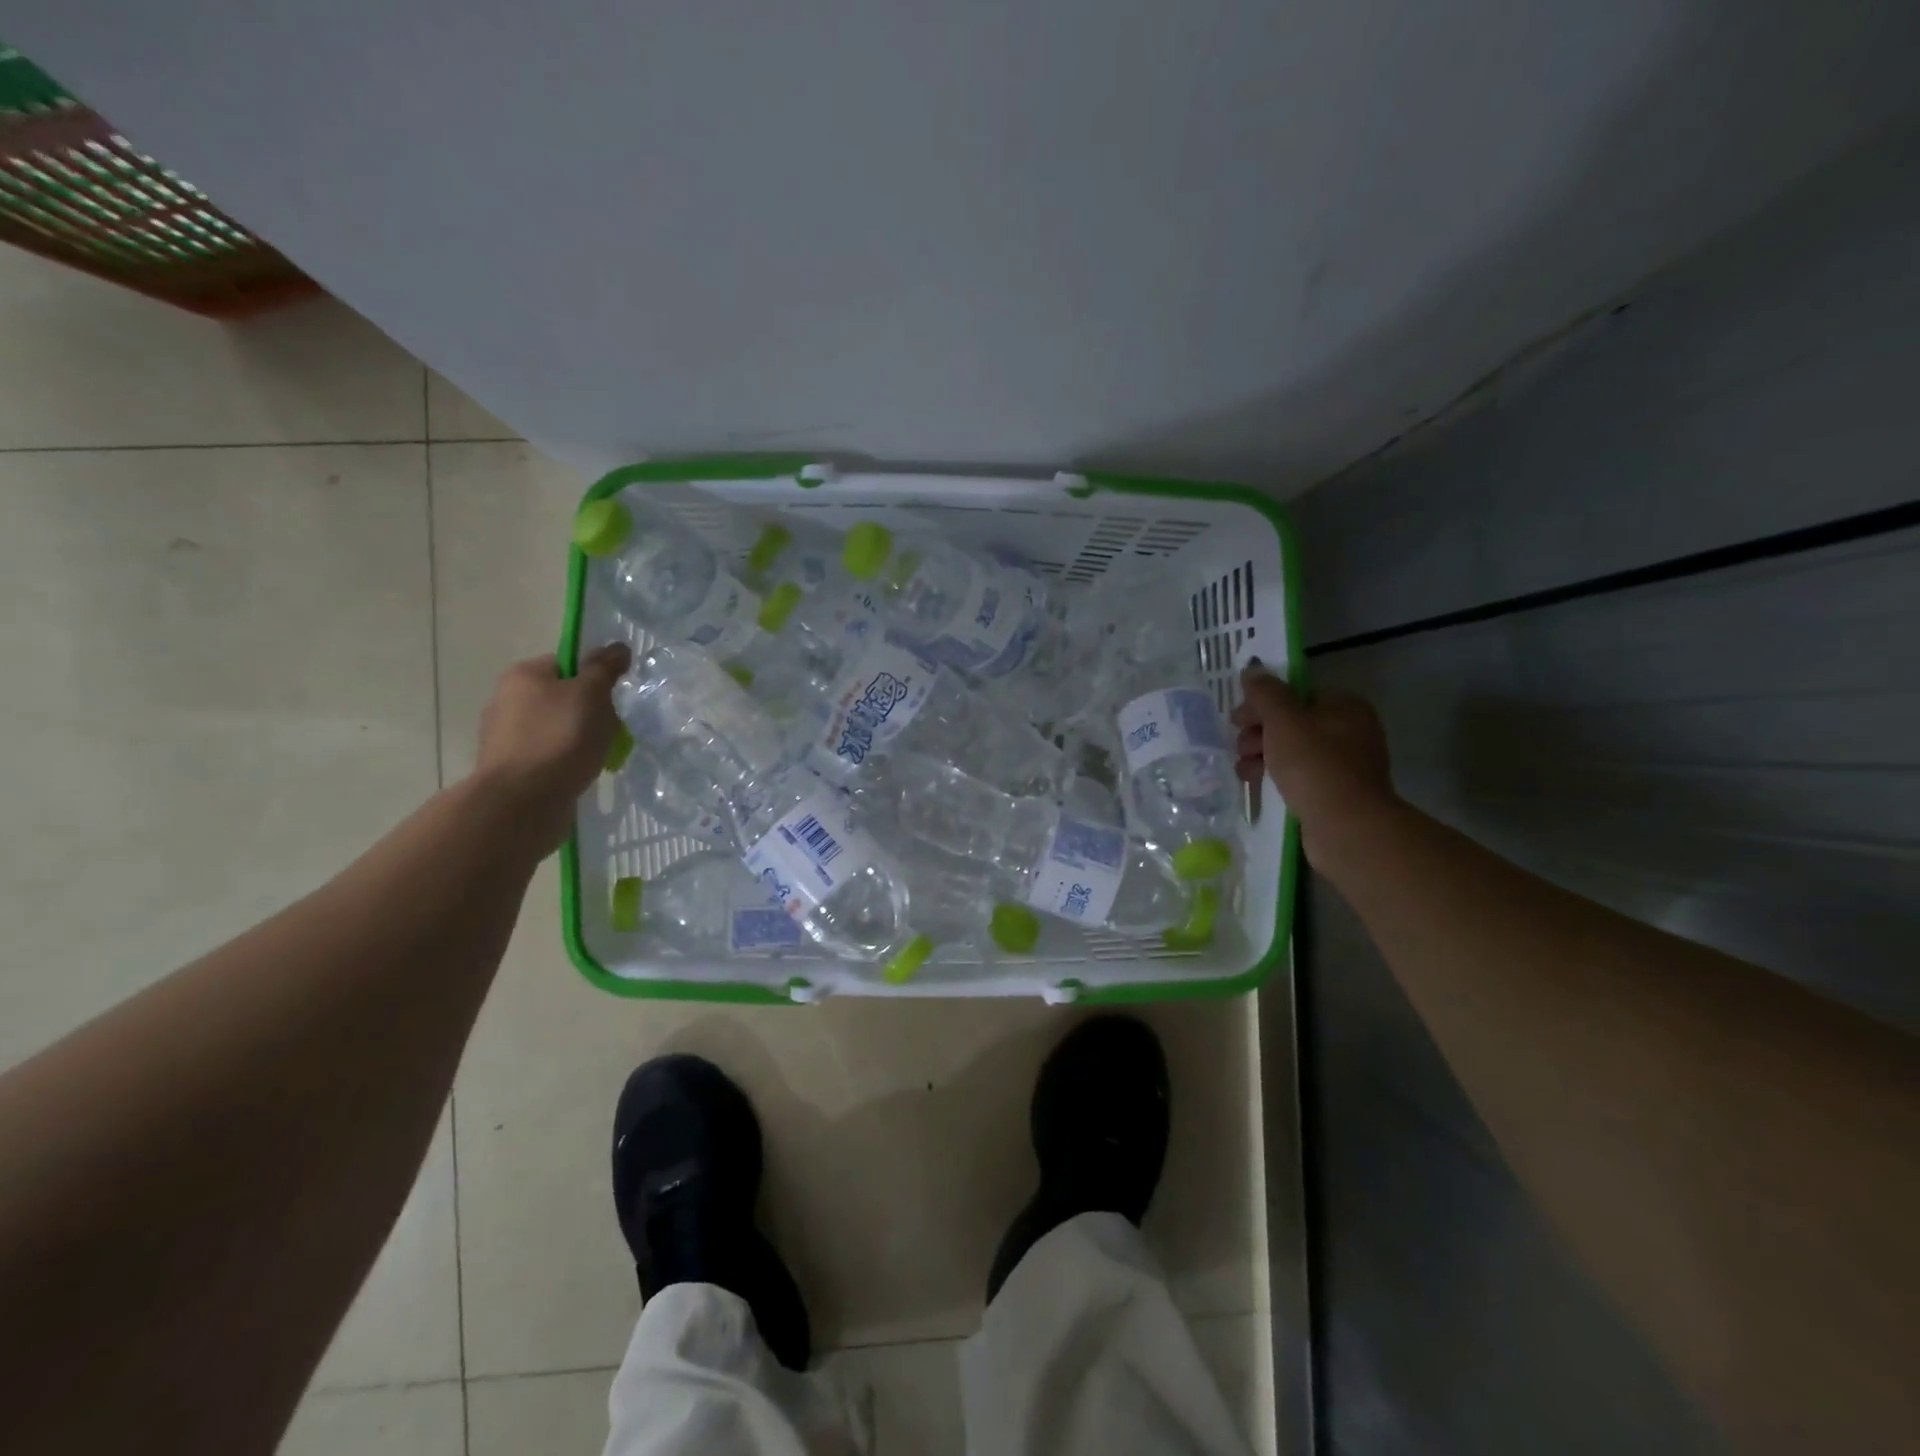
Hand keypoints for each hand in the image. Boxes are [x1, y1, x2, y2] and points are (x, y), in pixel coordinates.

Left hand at [472, 643, 630, 852]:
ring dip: (579, 738)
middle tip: (614, 727)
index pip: (567, 663)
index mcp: (523, 675)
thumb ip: (605, 668)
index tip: (615, 697)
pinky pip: (549, 755)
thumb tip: (617, 647)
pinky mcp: (511, 768)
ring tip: (601, 754)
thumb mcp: (591, 694)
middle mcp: (507, 700)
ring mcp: (505, 737)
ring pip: (556, 728)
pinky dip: (566, 761)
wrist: (523, 801)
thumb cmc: (559, 738)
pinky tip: (582, 772)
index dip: (595, 677)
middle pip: (562, 696)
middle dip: (589, 711)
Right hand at [1232, 664, 1395, 864]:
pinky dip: (1276, 776)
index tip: (1237, 719)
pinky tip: (1256, 784)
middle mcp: (1350, 731)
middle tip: (1239, 746)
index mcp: (1344, 706)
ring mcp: (1345, 764)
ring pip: (1293, 750)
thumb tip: (1252, 669)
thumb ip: (1266, 694)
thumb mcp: (1284, 722)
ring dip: (1262, 755)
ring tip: (1243, 770)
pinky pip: (1299, 775)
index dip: (1263, 703)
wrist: (1346, 827)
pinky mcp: (1335, 792)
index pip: (1296, 694)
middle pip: (1293, 722)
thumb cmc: (1315, 766)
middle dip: (1259, 732)